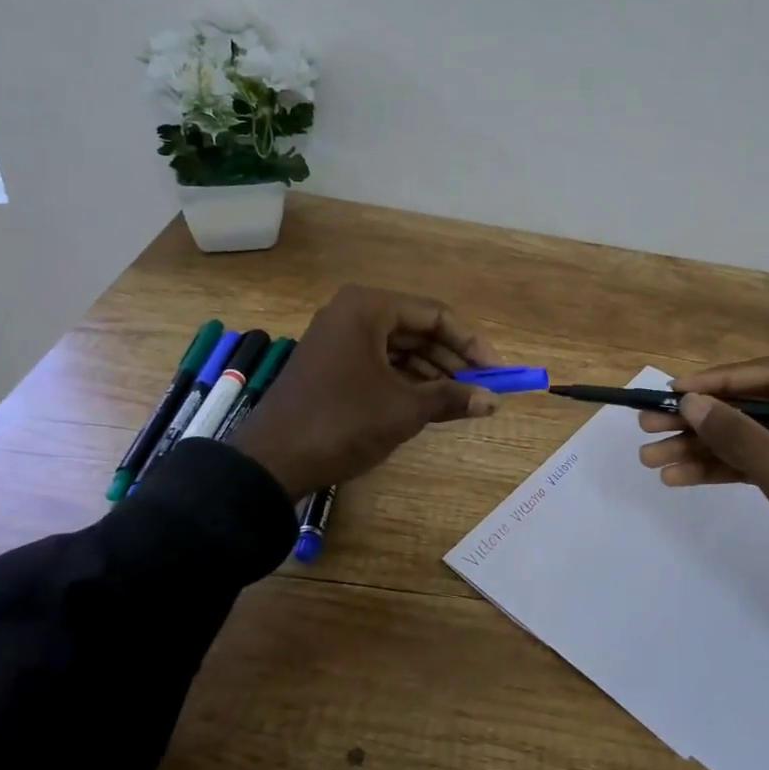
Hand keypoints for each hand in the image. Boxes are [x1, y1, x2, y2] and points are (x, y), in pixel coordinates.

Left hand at [232, 285, 501, 499]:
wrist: (271, 461)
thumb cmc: (343, 422)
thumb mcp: (404, 410)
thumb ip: (451, 397)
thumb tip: (492, 401)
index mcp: (368, 308)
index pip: (435, 315)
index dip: (471, 343)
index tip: (497, 371)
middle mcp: (352, 313)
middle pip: (417, 328)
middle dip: (452, 358)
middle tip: (482, 386)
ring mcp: (338, 338)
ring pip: (399, 347)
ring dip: (432, 371)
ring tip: (461, 398)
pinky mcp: (330, 364)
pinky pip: (379, 362)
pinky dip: (406, 379)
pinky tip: (429, 402)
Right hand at [637, 358, 768, 715]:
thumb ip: (741, 438)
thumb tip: (689, 401)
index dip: (722, 381)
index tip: (675, 389)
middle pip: (761, 405)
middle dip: (705, 419)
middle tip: (652, 422)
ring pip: (756, 435)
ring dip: (706, 447)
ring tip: (653, 456)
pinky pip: (762, 462)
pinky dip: (724, 469)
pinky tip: (680, 476)